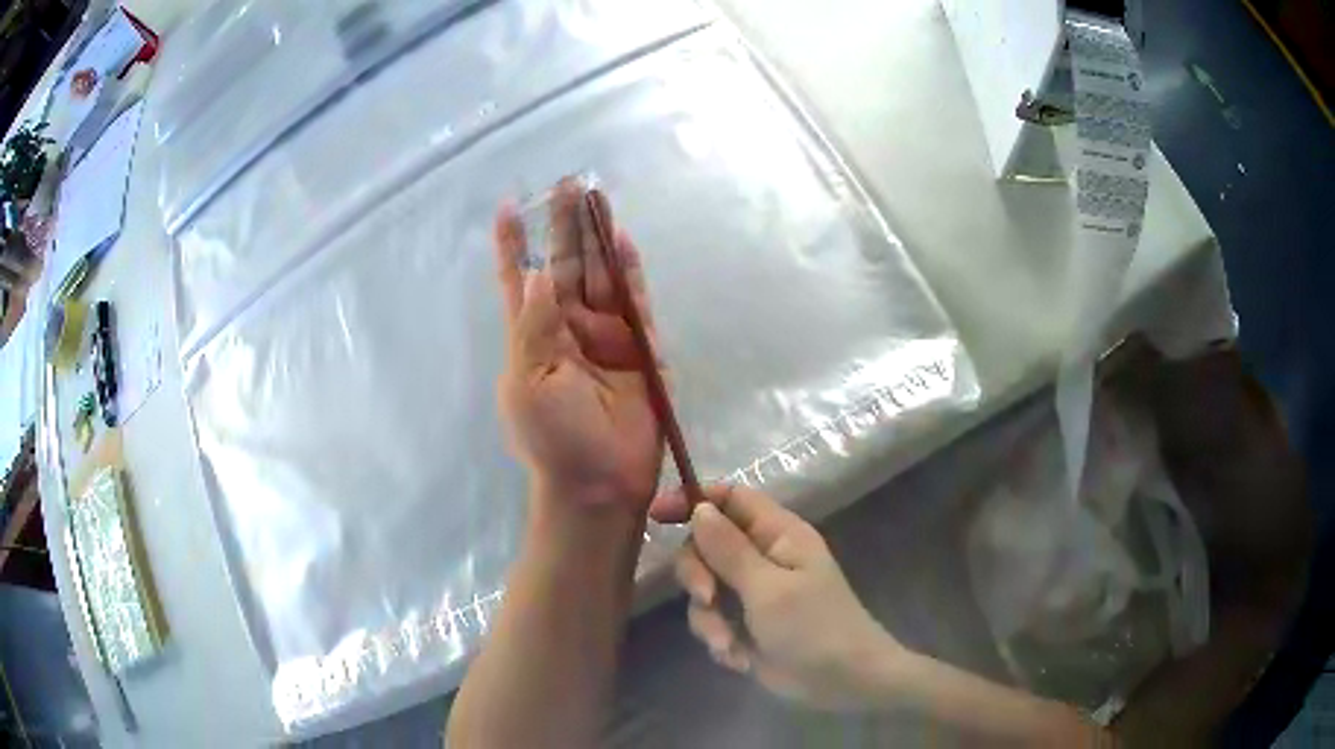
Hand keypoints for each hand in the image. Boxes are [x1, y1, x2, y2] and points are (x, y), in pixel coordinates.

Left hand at [494, 179, 663, 512]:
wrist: (600, 484)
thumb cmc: (553, 438)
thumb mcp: (528, 381)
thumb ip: (535, 325)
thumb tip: (537, 273)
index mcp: (534, 336)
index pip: (520, 280)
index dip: (513, 245)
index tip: (508, 207)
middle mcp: (569, 328)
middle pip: (566, 266)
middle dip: (565, 226)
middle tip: (568, 182)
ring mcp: (607, 335)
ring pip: (601, 275)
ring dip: (598, 238)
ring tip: (596, 196)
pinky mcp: (642, 348)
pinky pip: (635, 302)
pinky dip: (630, 272)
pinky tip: (622, 240)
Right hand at [652, 485, 909, 710]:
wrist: (842, 683)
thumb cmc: (815, 628)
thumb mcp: (769, 589)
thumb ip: (729, 550)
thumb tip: (699, 508)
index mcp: (778, 534)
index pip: (731, 498)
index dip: (694, 500)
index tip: (657, 515)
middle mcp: (762, 557)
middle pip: (706, 545)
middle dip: (698, 575)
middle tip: (707, 598)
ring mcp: (751, 592)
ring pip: (704, 588)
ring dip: (708, 619)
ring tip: (730, 645)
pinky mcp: (744, 624)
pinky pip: (712, 620)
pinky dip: (719, 639)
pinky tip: (740, 658)